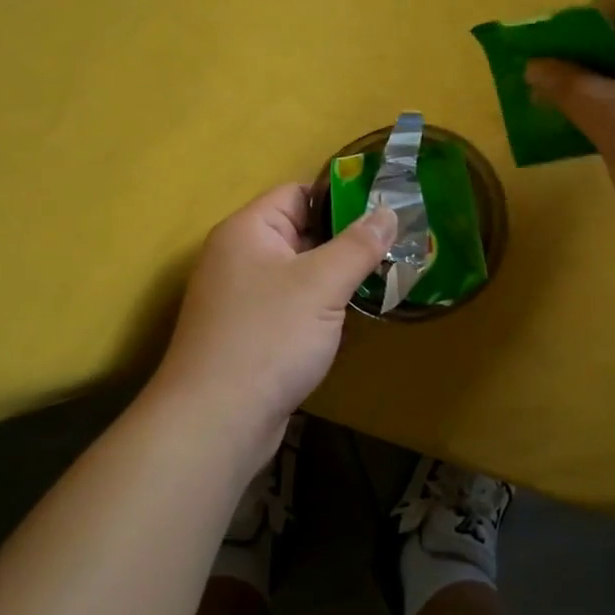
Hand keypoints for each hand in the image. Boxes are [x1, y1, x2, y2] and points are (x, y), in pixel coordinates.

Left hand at [153, 184, 396, 456]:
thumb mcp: (323, 284)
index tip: (386, 208)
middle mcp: (239, 257)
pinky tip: (352, 316)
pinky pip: (292, 305)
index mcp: (248, 231)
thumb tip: (388, 212)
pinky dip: (321, 306)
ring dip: (337, 276)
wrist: (217, 421)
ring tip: (386, 277)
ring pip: (299, 273)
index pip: (298, 193)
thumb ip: (359, 245)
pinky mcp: (250, 334)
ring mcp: (242, 298)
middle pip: (300, 232)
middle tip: (397, 245)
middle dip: (347, 239)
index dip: (341, 197)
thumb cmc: (269, 337)